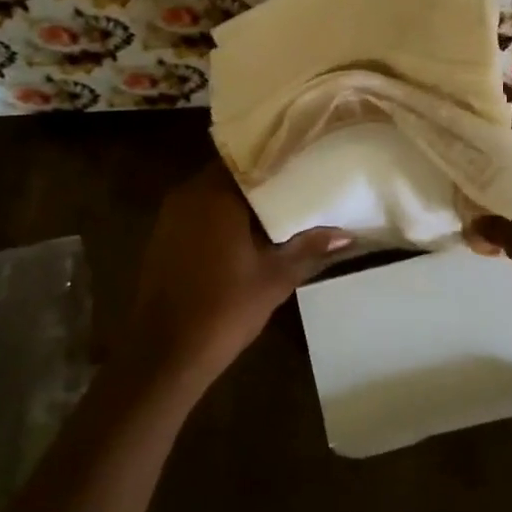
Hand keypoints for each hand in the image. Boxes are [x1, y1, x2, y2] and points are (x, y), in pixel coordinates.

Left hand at [126, 162, 351, 384]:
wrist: (165, 354)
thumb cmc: (223, 309)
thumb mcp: (275, 278)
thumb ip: (309, 248)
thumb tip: (346, 235)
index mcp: (214, 195)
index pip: (251, 158)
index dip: (280, 158)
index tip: (308, 157)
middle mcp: (188, 195)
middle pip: (233, 174)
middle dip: (266, 179)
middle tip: (304, 180)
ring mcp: (172, 217)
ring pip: (216, 194)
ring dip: (245, 200)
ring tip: (286, 203)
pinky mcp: (165, 238)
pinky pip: (202, 213)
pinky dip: (226, 216)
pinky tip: (253, 232)